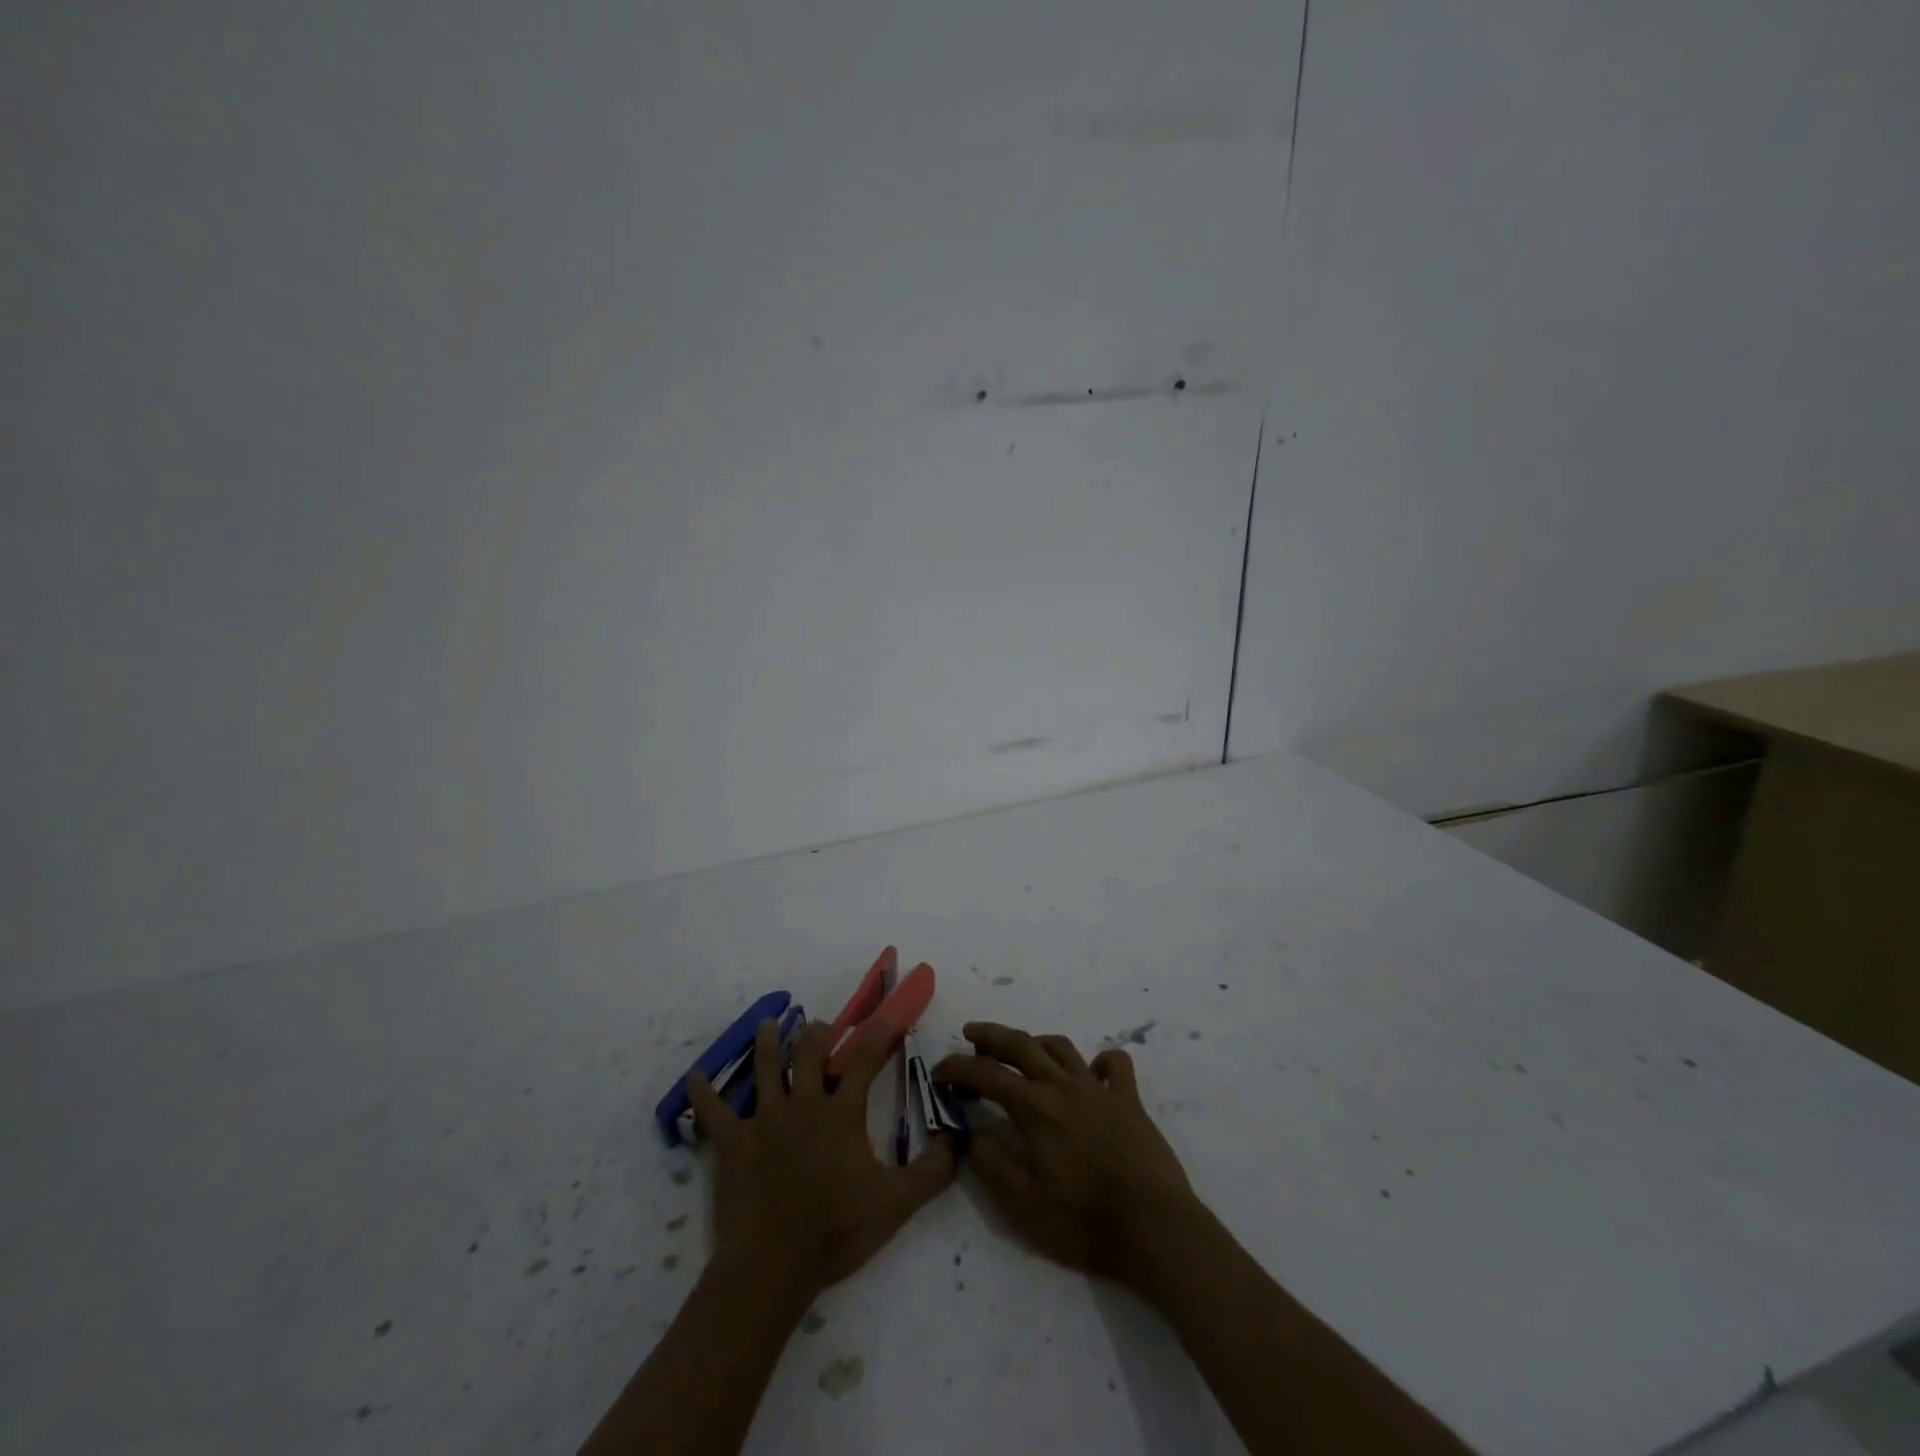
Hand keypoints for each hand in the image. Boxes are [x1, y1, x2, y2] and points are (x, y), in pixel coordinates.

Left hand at [687, 1017, 955, 1295]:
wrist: (773, 1265)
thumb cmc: (836, 1230)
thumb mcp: (897, 1203)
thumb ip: (932, 1170)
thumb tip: (956, 1140)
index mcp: (841, 1113)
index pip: (864, 1060)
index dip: (878, 1033)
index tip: (887, 1014)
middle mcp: (802, 1103)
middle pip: (809, 1052)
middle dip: (818, 1033)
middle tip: (821, 1025)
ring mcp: (764, 1119)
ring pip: (764, 1067)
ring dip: (767, 1042)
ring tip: (769, 1024)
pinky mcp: (732, 1142)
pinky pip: (712, 1111)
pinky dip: (701, 1092)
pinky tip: (693, 1076)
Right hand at [933, 1021, 1199, 1281]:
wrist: (1155, 1229)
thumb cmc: (1084, 1222)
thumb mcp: (1023, 1205)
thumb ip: (992, 1162)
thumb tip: (972, 1132)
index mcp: (1034, 1108)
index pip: (986, 1074)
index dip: (957, 1068)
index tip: (938, 1072)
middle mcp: (1063, 1086)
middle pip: (1021, 1044)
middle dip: (991, 1035)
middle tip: (970, 1034)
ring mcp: (1099, 1090)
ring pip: (1061, 1047)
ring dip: (1035, 1042)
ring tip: (1021, 1050)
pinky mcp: (1130, 1101)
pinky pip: (1113, 1065)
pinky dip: (1099, 1061)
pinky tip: (1090, 1072)